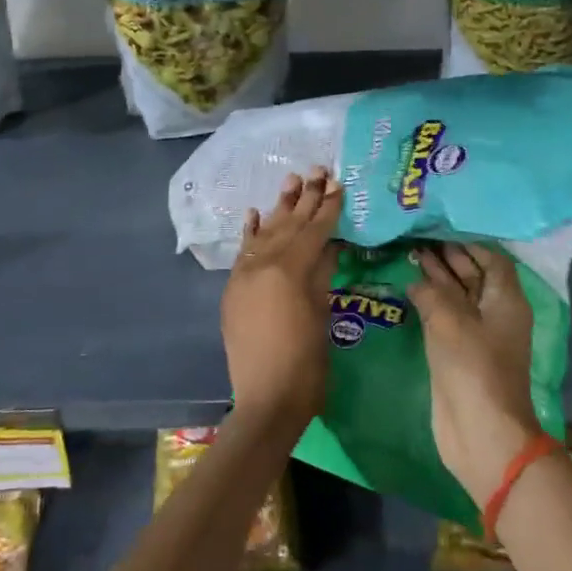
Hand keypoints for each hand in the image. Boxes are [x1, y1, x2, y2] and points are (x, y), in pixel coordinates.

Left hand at [221, 168, 342, 427]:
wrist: (266, 400)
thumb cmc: (306, 363)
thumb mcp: (322, 312)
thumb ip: (323, 271)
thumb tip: (332, 241)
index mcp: (288, 270)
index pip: (313, 230)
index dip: (327, 207)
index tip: (338, 183)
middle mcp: (261, 265)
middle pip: (287, 225)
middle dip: (304, 198)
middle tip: (318, 170)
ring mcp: (242, 276)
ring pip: (265, 234)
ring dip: (279, 208)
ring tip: (291, 180)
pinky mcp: (233, 289)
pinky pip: (243, 253)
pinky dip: (250, 233)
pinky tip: (256, 213)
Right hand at [408, 242, 540, 507]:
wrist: (481, 430)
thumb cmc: (473, 368)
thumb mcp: (450, 321)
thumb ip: (432, 293)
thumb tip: (418, 280)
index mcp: (506, 300)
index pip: (492, 259)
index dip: (470, 243)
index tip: (441, 227)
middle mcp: (495, 313)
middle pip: (475, 276)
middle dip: (450, 257)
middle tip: (419, 238)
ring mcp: (477, 335)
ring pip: (459, 297)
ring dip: (438, 278)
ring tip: (411, 256)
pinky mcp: (460, 354)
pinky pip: (446, 318)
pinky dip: (431, 302)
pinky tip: (410, 290)